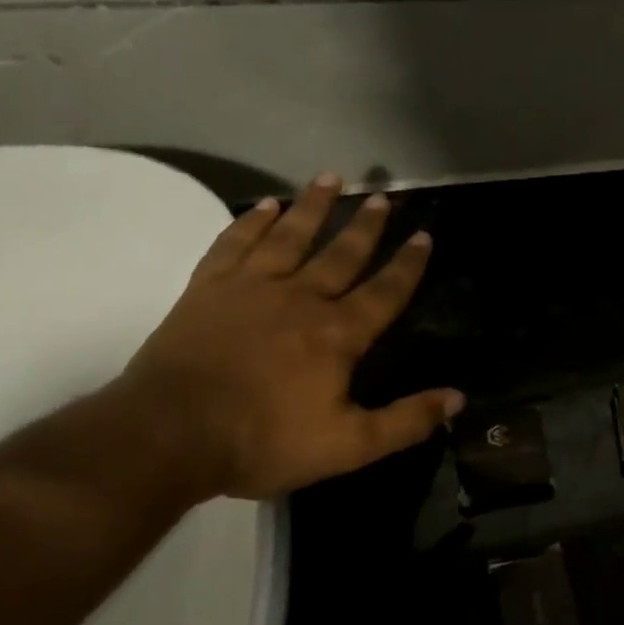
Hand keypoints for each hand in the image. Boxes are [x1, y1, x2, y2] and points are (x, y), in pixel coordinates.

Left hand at [116, 173, 463, 499]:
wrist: (165, 437)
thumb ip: (405, 421)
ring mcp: (251, 289)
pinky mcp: (208, 290)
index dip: (408, 264)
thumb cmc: (262, 441)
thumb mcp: (348, 446)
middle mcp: (300, 299)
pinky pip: (235, 243)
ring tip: (330, 178)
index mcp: (337, 334)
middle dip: (365, 226)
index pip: (385, 291)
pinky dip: (251, 222)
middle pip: (341, 254)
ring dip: (313, 206)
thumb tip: (457, 399)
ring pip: (290, 237)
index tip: (424, 235)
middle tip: (383, 196)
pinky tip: (266, 205)